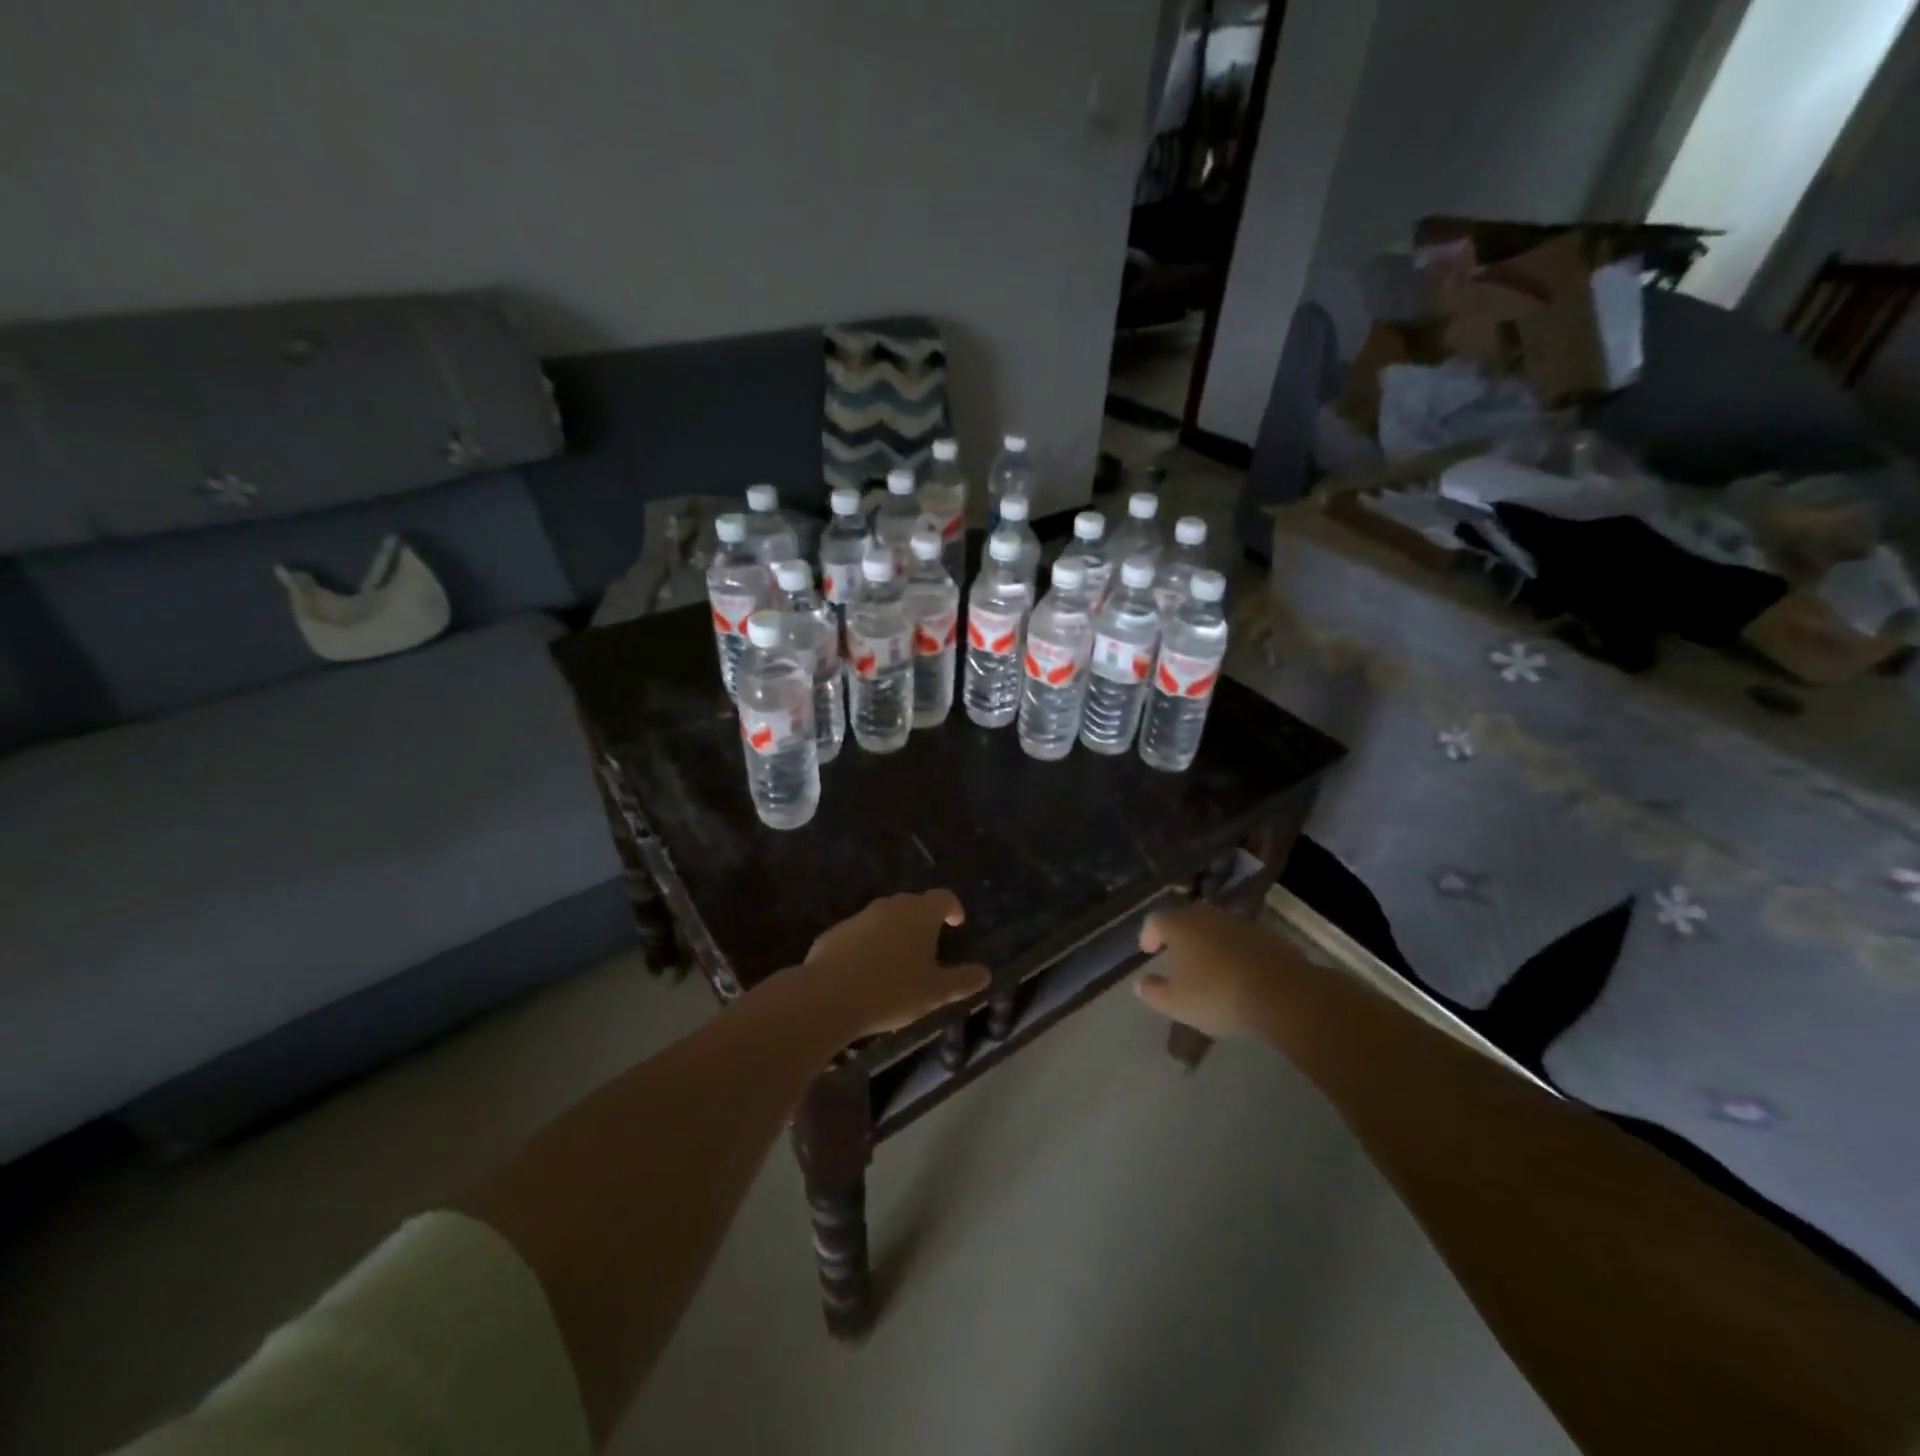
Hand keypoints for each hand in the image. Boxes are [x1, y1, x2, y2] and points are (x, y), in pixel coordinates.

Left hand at [797, 890, 989, 1039]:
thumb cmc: (892, 991)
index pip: (943, 897)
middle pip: (913, 904)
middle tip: (928, 945)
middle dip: (923, 920)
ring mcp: (860, 917)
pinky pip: (859, 933)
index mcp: (920, 914)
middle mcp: (890, 906)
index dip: (953, 908)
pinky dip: (868, 945)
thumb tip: (985, 973)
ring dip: (894, 932)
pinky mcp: (835, 932)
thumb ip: (963, 980)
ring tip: (897, 961)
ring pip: (884, 918)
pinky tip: (866, 972)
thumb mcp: (935, 992)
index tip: (956, 924)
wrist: (828, 997)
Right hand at [1134, 902, 1293, 1039]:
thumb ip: (1153, 992)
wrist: (1282, 993)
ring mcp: (1239, 922)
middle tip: (1177, 957)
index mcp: (1180, 926)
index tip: (1149, 951)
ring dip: (1208, 943)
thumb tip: (1140, 984)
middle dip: (1179, 936)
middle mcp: (1207, 916)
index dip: (1149, 935)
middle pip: (1186, 919)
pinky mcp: (1267, 934)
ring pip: (1215, 928)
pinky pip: (1241, 939)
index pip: (1155, 921)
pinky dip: (1234, 950)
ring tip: (1209, 967)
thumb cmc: (1218, 995)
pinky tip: (1238, 973)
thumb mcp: (1176, 1004)